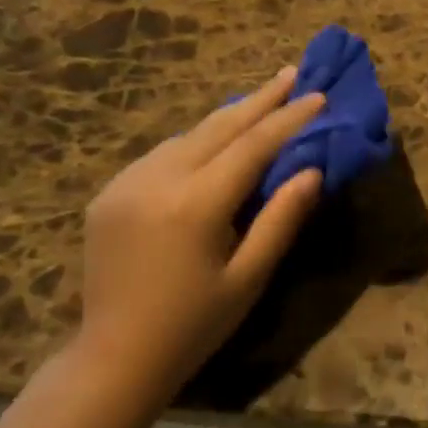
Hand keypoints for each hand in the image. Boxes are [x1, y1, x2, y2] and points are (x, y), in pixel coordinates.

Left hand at [76, 68, 324, 394]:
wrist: (117, 355)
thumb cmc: (196, 324)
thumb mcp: (250, 277)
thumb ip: (281, 219)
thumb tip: (312, 170)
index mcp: (195, 204)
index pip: (253, 146)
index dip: (289, 119)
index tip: (318, 95)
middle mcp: (157, 180)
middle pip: (218, 126)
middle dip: (260, 99)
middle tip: (293, 73)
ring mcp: (126, 183)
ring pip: (187, 135)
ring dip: (228, 117)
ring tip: (261, 102)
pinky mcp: (109, 193)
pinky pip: (161, 154)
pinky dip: (196, 141)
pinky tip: (215, 142)